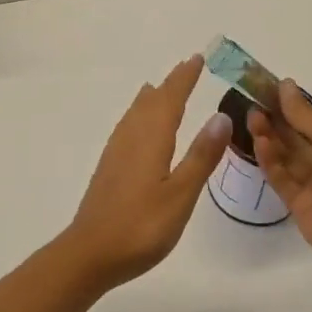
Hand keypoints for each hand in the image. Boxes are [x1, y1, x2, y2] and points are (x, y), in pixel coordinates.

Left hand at [62, 56, 232, 290]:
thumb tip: (221, 115)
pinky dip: (138, 115)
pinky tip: (138, 128)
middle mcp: (132, 137)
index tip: (197, 58)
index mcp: (152, 139)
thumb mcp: (181, 194)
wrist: (91, 252)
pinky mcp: (109, 167)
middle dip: (170, 84)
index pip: (171, 99)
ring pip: (136, 113)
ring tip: (160, 89)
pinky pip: (127, 127)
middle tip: (186, 67)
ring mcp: (117, 152)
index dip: (184, 78)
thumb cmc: (142, 226)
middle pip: (152, 101)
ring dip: (152, 98)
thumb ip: (201, 156)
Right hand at [248, 80, 311, 279]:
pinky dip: (269, 162)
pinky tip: (259, 143)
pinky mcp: (298, 206)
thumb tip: (284, 84)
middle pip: (294, 139)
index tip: (263, 90)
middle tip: (251, 104)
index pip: (309, 121)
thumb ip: (304, 114)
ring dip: (269, 138)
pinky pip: (281, 179)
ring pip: (284, 157)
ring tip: (252, 119)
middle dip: (274, 121)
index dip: (287, 106)